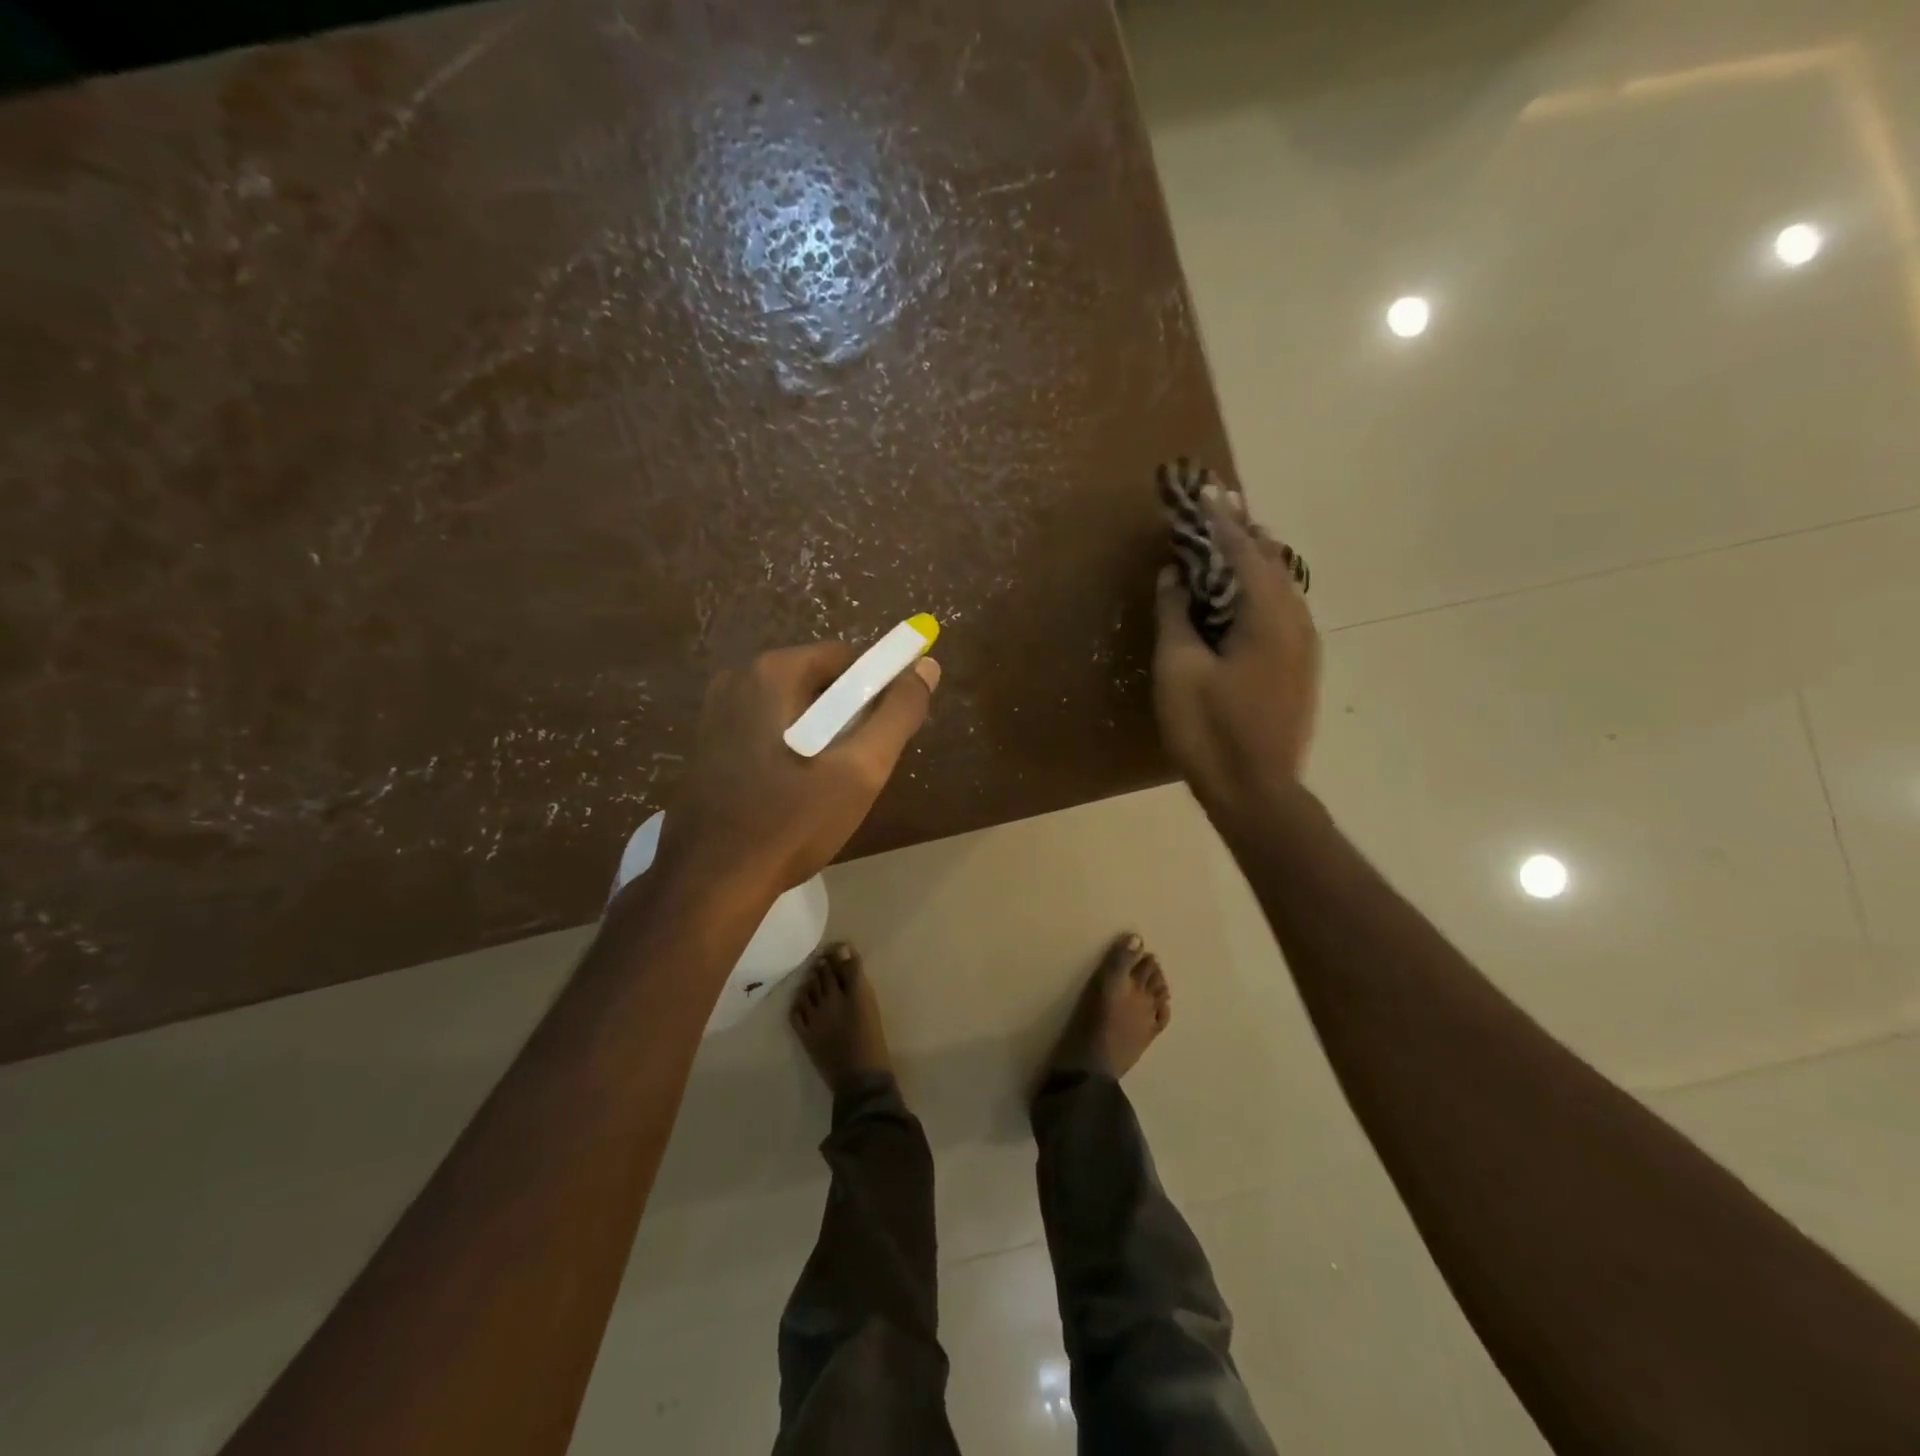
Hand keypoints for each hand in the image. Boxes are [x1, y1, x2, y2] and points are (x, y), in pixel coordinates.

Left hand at [656, 642, 940, 899]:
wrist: (712, 883)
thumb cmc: (791, 822)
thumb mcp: (860, 769)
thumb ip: (898, 714)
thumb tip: (926, 667)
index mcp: (772, 672)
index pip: (847, 659)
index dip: (877, 693)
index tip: (882, 739)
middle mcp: (738, 678)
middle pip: (818, 681)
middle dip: (848, 717)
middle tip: (857, 769)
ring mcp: (716, 711)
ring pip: (793, 708)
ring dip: (821, 735)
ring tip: (827, 787)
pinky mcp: (708, 742)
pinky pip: (767, 728)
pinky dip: (792, 748)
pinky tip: (794, 792)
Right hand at [1154, 489, 1320, 817]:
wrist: (1257, 792)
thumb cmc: (1209, 730)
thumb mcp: (1177, 670)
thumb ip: (1175, 614)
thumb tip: (1173, 574)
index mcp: (1266, 616)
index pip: (1242, 550)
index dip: (1218, 520)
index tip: (1203, 489)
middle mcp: (1295, 621)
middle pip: (1271, 561)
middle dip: (1243, 531)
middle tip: (1219, 505)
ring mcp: (1304, 646)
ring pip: (1283, 585)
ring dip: (1256, 559)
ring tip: (1233, 538)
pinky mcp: (1300, 667)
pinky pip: (1283, 609)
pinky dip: (1262, 588)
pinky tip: (1245, 594)